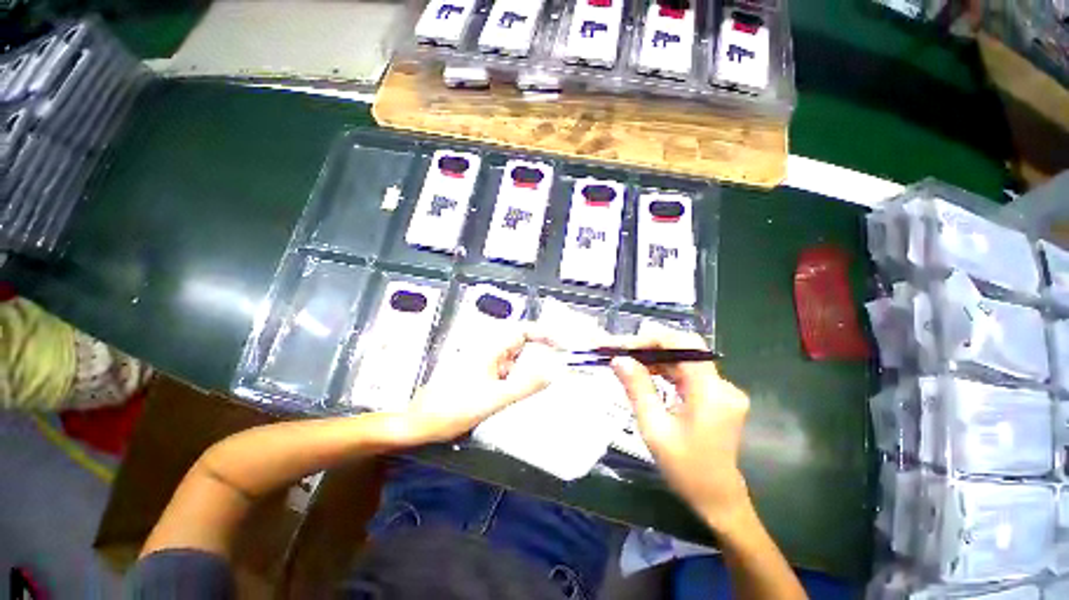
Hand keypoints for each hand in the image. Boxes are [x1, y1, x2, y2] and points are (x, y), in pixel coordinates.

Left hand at [401, 328, 554, 443]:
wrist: (420, 423)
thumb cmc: (453, 408)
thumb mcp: (494, 399)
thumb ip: (524, 386)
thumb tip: (551, 373)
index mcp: (490, 349)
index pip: (522, 330)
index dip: (543, 334)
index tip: (561, 345)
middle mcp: (488, 352)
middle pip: (521, 346)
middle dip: (540, 356)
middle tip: (558, 369)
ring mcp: (483, 364)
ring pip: (514, 362)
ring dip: (528, 372)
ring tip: (543, 387)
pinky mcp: (480, 377)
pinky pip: (505, 374)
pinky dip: (516, 382)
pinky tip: (521, 397)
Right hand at [611, 328, 751, 529]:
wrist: (717, 499)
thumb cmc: (685, 468)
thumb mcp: (654, 428)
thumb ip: (637, 388)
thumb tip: (619, 359)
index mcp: (711, 391)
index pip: (684, 345)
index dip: (651, 339)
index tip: (622, 345)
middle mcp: (722, 384)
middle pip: (682, 350)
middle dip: (647, 346)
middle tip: (617, 350)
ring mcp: (721, 390)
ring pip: (683, 360)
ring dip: (653, 357)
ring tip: (625, 360)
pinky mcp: (716, 396)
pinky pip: (686, 373)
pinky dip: (664, 370)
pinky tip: (645, 373)